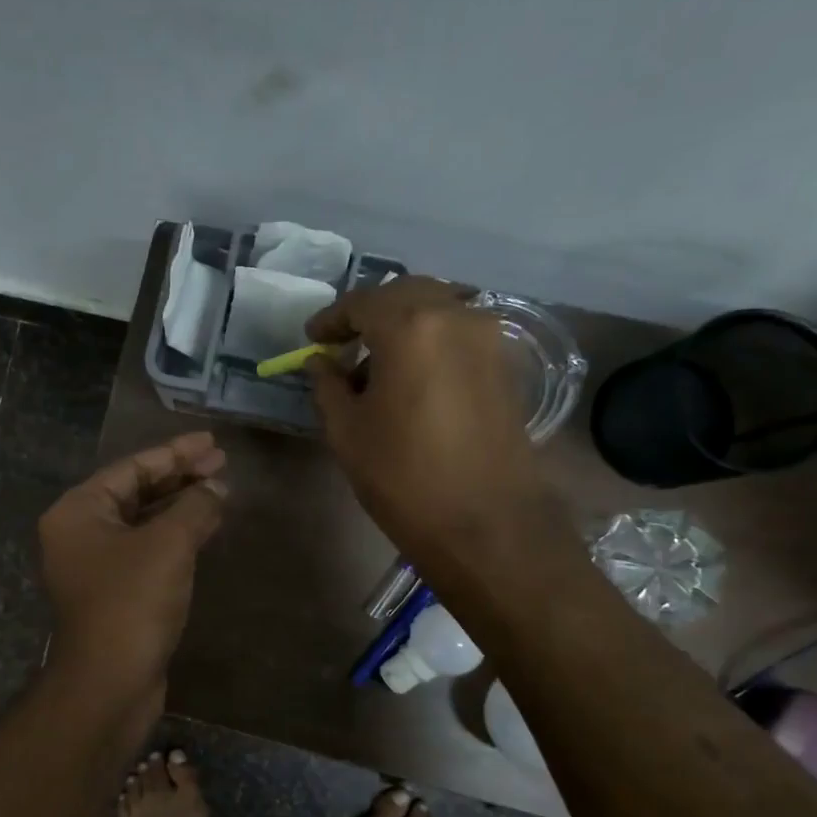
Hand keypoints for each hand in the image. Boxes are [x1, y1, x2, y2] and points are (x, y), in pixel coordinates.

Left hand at [38, 431, 226, 702]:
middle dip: (179, 476)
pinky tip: (205, 527)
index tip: (212, 442)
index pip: (131, 468)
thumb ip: (194, 507)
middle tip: (222, 462)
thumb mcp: (168, 545)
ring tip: (221, 489)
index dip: (175, 452)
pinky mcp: (114, 591)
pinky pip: (146, 548)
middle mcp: (79, 532)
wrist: (110, 683)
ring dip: (180, 505)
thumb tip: (216, 488)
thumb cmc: (132, 603)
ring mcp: (95, 564)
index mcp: (78, 511)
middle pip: (136, 491)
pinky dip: (175, 535)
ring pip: (143, 521)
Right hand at [306, 277, 550, 562]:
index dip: (331, 319)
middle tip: (342, 344)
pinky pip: (458, 332)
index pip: (362, 302)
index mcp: (410, 326)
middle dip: (369, 313)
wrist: (484, 522)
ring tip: (374, 365)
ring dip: (401, 325)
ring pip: (436, 309)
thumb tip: (321, 362)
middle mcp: (456, 316)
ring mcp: (488, 337)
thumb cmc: (402, 475)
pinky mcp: (505, 363)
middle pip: (404, 294)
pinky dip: (429, 340)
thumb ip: (328, 385)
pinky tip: (410, 377)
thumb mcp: (347, 430)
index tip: (312, 339)